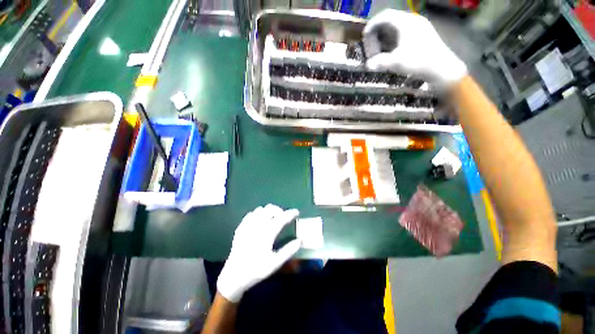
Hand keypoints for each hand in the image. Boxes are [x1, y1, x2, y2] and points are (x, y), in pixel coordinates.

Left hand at [217, 204, 301, 302]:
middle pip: (270, 209)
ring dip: (269, 211)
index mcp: (267, 233)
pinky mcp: (241, 228)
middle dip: (279, 210)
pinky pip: (250, 214)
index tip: (297, 212)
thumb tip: (301, 240)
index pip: (282, 218)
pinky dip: (258, 214)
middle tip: (283, 217)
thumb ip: (289, 250)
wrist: (234, 276)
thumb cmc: (256, 270)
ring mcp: (248, 225)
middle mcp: (257, 225)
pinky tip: (259, 221)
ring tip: (272, 218)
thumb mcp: (275, 263)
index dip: (290, 213)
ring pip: (260, 209)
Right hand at [364, 9, 466, 84]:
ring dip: (386, 36)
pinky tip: (392, 50)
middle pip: (391, 20)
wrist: (442, 68)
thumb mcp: (396, 63)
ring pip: (398, 27)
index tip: (365, 35)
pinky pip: (405, 32)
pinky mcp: (424, 34)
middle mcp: (413, 20)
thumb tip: (368, 65)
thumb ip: (380, 62)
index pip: (385, 16)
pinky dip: (395, 39)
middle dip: (379, 32)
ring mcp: (420, 27)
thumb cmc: (418, 62)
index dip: (373, 24)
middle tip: (371, 44)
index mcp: (406, 22)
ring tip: (380, 48)